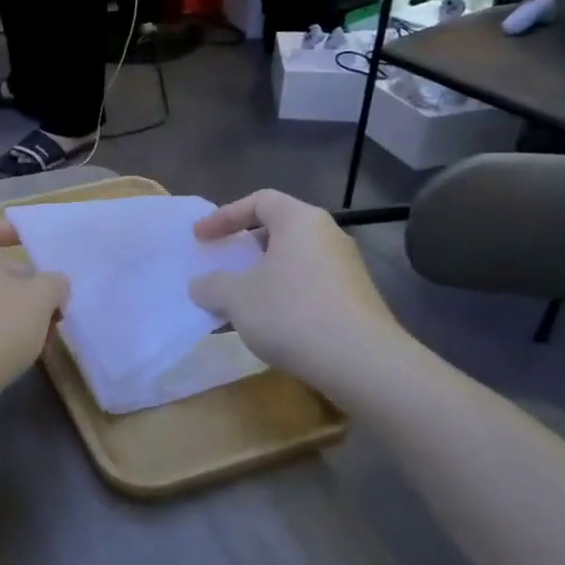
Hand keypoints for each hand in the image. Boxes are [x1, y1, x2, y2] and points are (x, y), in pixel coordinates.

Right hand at [189, 191, 404, 393]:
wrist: (364, 364)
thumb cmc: (292, 313)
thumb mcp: (237, 297)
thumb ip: (212, 285)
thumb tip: (201, 285)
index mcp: (300, 221)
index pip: (259, 201)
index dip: (224, 216)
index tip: (200, 237)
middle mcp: (328, 236)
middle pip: (278, 230)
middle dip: (244, 248)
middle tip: (221, 263)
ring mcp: (346, 270)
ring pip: (292, 262)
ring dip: (261, 278)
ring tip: (236, 302)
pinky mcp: (355, 301)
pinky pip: (307, 287)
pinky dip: (281, 297)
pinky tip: (266, 326)